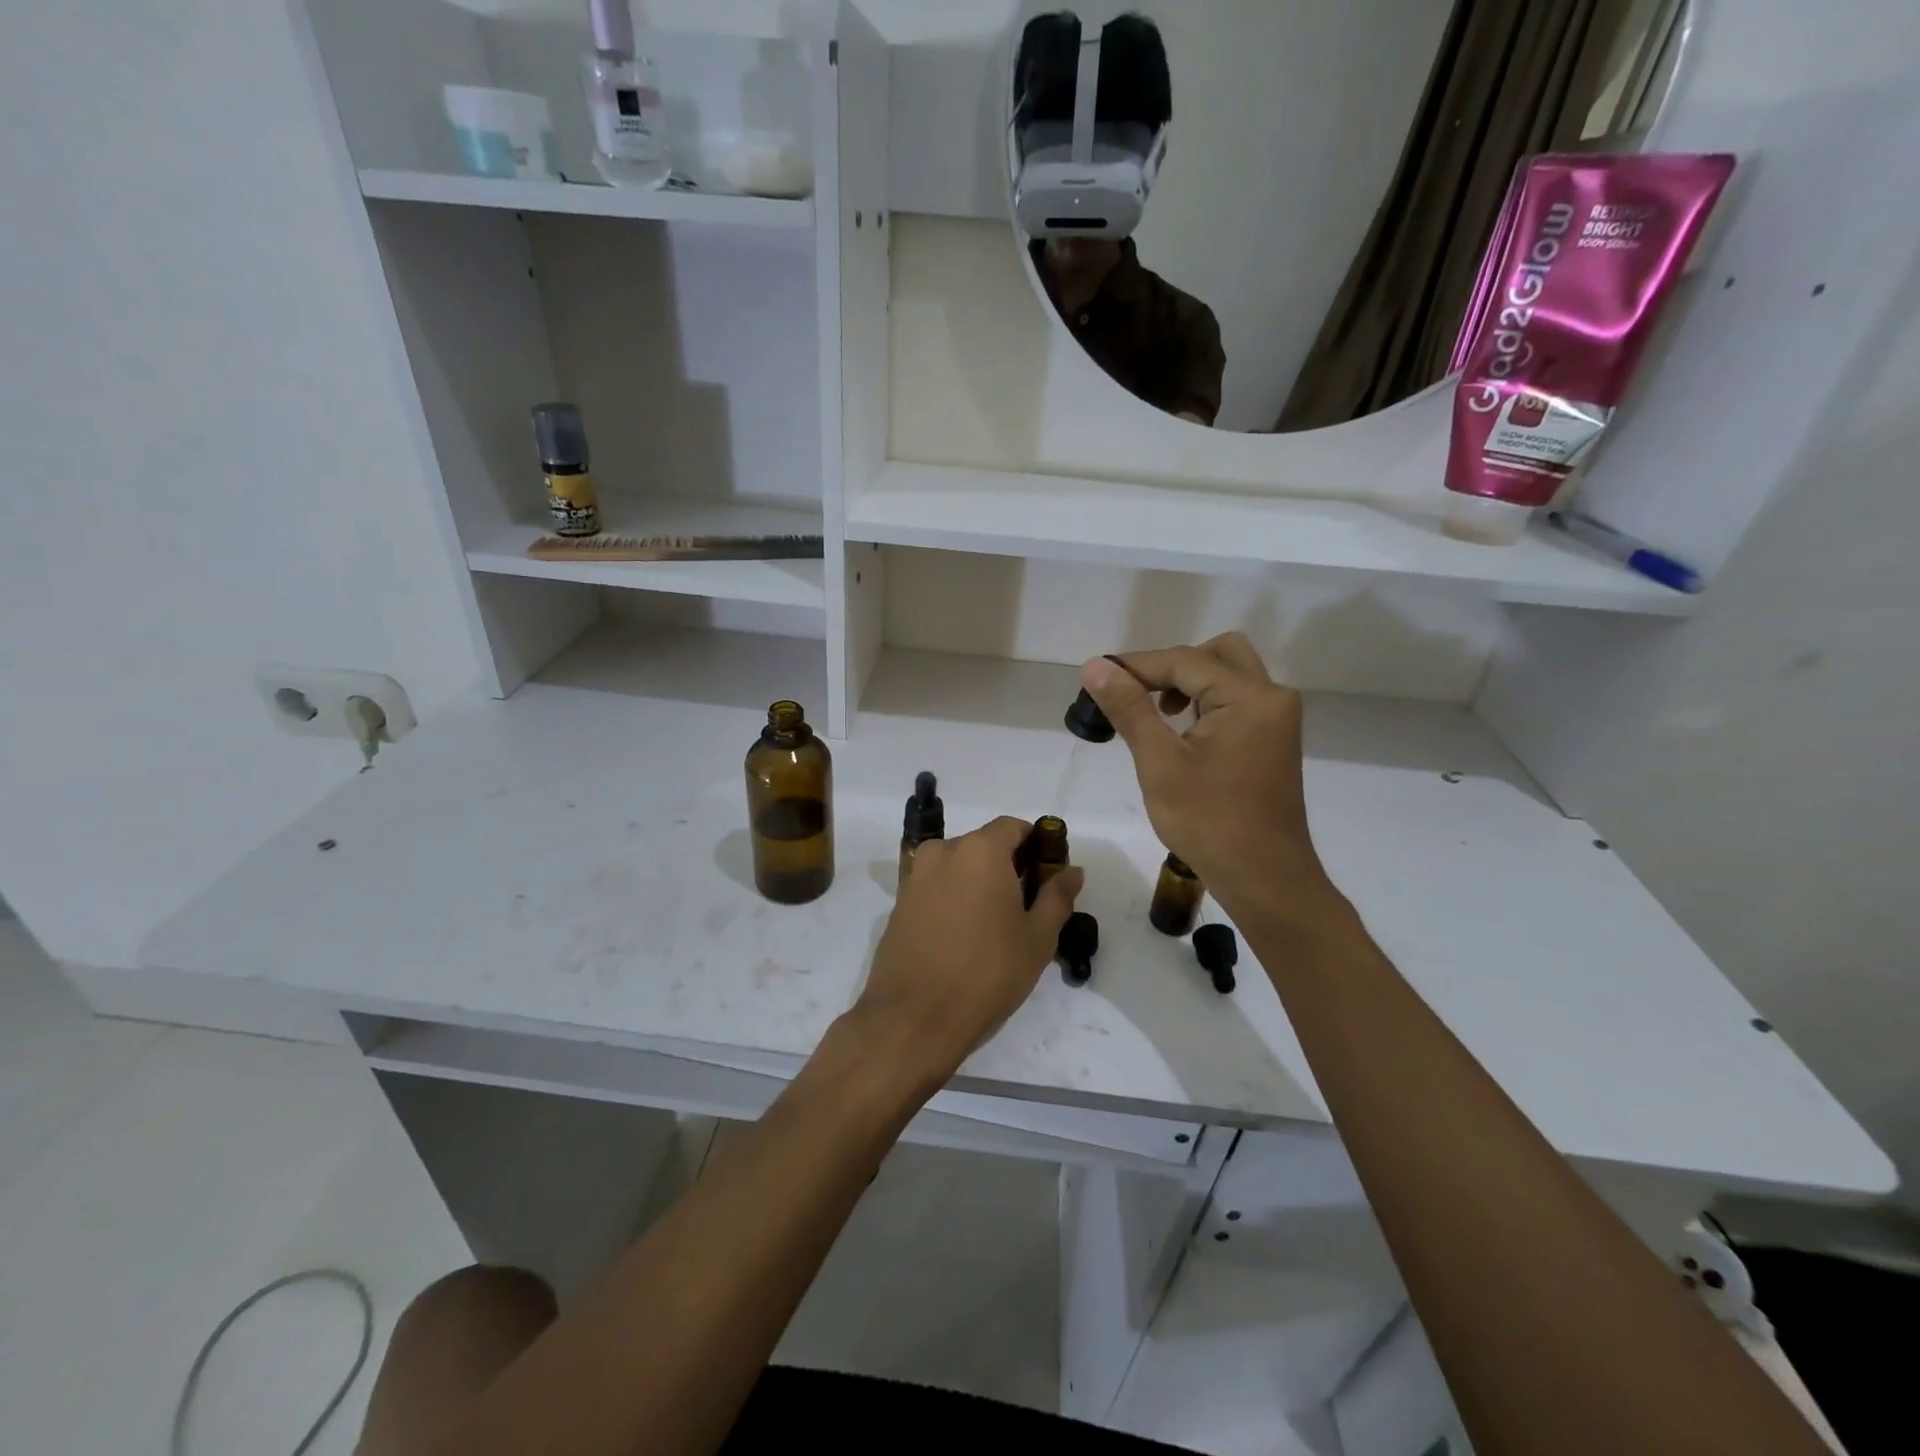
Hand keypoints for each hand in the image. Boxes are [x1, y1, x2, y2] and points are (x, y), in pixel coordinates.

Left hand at [853, 816, 1083, 1085]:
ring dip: (978, 882)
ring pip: (958, 866)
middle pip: (984, 844)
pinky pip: (936, 886)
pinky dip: (954, 897)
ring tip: (995, 924)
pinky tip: (964, 934)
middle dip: (1007, 865)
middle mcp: (942, 851)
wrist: (913, 1018)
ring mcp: (915, 876)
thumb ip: (1057, 897)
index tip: (1047, 874)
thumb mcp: (1037, 939)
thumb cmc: (986, 973)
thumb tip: (1072, 870)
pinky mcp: (898, 902)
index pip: (1013, 827)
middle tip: (1026, 905)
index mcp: (980, 850)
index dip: (1035, 845)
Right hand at [1082, 634, 1332, 919]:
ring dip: (1189, 683)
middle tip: (1135, 693)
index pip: (1184, 661)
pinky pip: (1236, 701)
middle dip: (1170, 666)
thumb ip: (1130, 709)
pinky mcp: (1272, 740)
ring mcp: (1276, 720)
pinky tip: (1180, 730)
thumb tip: (1096, 667)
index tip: (1095, 677)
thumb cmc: (1209, 823)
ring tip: (1154, 713)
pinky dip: (1205, 702)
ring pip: (1228, 675)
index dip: (1136, 666)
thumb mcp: (1160, 763)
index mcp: (1250, 697)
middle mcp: (1272, 697)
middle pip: (1217, 654)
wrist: (1264, 879)